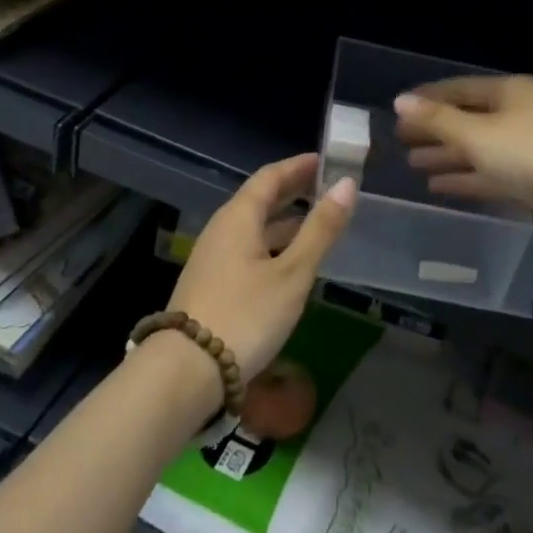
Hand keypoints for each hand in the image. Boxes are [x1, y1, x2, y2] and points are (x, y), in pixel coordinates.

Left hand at [168, 153, 355, 382]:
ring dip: (284, 220)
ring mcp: (213, 258)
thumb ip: (320, 229)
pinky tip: (290, 263)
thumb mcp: (292, 273)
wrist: (186, 372)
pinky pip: (248, 249)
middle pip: (259, 199)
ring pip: (253, 227)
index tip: (326, 160)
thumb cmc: (246, 315)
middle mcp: (222, 229)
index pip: (270, 176)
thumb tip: (346, 184)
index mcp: (238, 217)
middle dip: (293, 190)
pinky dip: (273, 244)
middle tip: (327, 187)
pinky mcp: (211, 284)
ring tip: (316, 223)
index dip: (299, 166)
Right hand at [394, 76, 532, 251]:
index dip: (428, 99)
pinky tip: (439, 187)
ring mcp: (529, 149)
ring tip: (413, 164)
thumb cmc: (531, 153)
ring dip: (447, 156)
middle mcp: (520, 114)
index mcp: (510, 92)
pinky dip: (467, 178)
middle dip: (435, 130)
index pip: (459, 89)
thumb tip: (400, 101)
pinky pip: (492, 174)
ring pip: (479, 149)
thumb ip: (437, 120)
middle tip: (401, 141)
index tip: (399, 110)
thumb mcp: (476, 134)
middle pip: (468, 119)